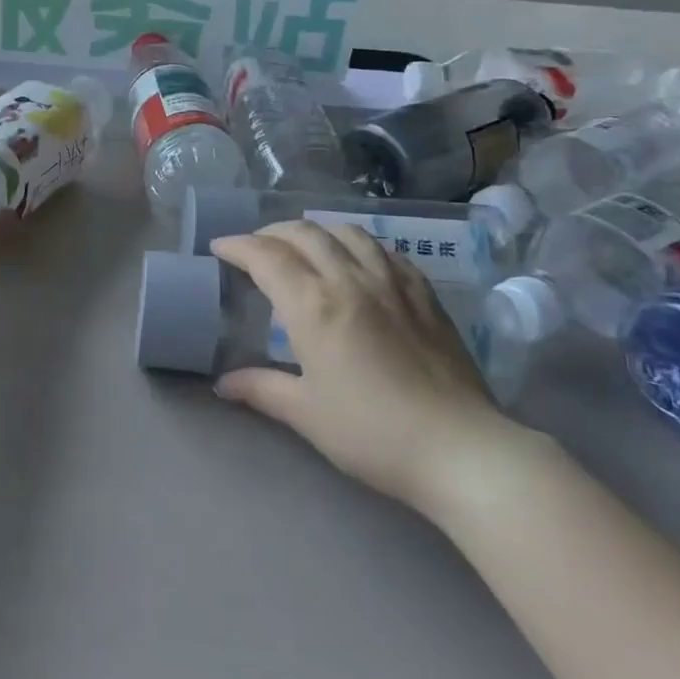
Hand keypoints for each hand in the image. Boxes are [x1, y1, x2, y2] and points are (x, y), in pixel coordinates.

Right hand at [210, 220, 520, 515]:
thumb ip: (261, 389)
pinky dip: (358, 244)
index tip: (219, 248)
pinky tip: (357, 261)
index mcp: (314, 306)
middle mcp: (350, 280)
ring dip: (316, 231)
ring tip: (303, 244)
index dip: (237, 246)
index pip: (266, 257)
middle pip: (304, 234)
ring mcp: (392, 282)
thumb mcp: (306, 414)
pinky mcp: (425, 293)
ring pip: (347, 232)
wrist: (460, 448)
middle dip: (271, 233)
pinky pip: (384, 250)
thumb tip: (224, 384)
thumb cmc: (372, 433)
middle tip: (254, 247)